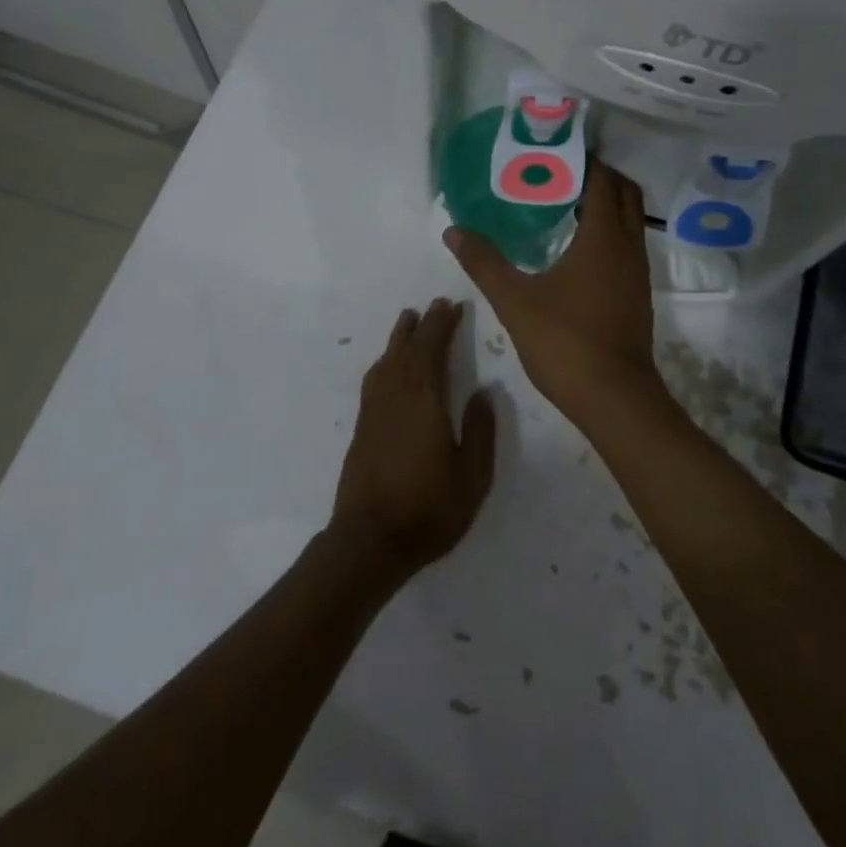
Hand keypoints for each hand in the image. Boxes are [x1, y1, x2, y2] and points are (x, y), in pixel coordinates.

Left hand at [330, 298, 496, 585]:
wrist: (369, 541)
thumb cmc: (428, 510)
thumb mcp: (471, 477)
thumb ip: (479, 431)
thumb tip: (483, 391)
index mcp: (424, 402)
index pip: (432, 350)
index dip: (442, 325)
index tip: (452, 305)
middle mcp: (396, 397)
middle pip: (408, 350)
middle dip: (423, 325)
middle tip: (436, 305)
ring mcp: (374, 411)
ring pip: (387, 361)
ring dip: (399, 338)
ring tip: (408, 319)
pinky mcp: (362, 427)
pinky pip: (374, 379)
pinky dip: (384, 361)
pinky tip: (387, 364)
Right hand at [443, 161, 664, 421]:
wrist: (614, 398)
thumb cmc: (565, 341)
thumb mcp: (514, 300)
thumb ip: (484, 262)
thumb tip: (454, 230)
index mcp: (603, 238)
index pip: (602, 180)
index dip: (583, 160)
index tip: (554, 152)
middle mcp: (628, 247)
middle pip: (624, 194)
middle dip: (598, 176)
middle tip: (559, 173)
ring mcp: (637, 272)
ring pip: (630, 221)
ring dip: (605, 205)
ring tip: (564, 203)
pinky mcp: (637, 294)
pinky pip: (627, 245)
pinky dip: (608, 232)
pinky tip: (576, 248)